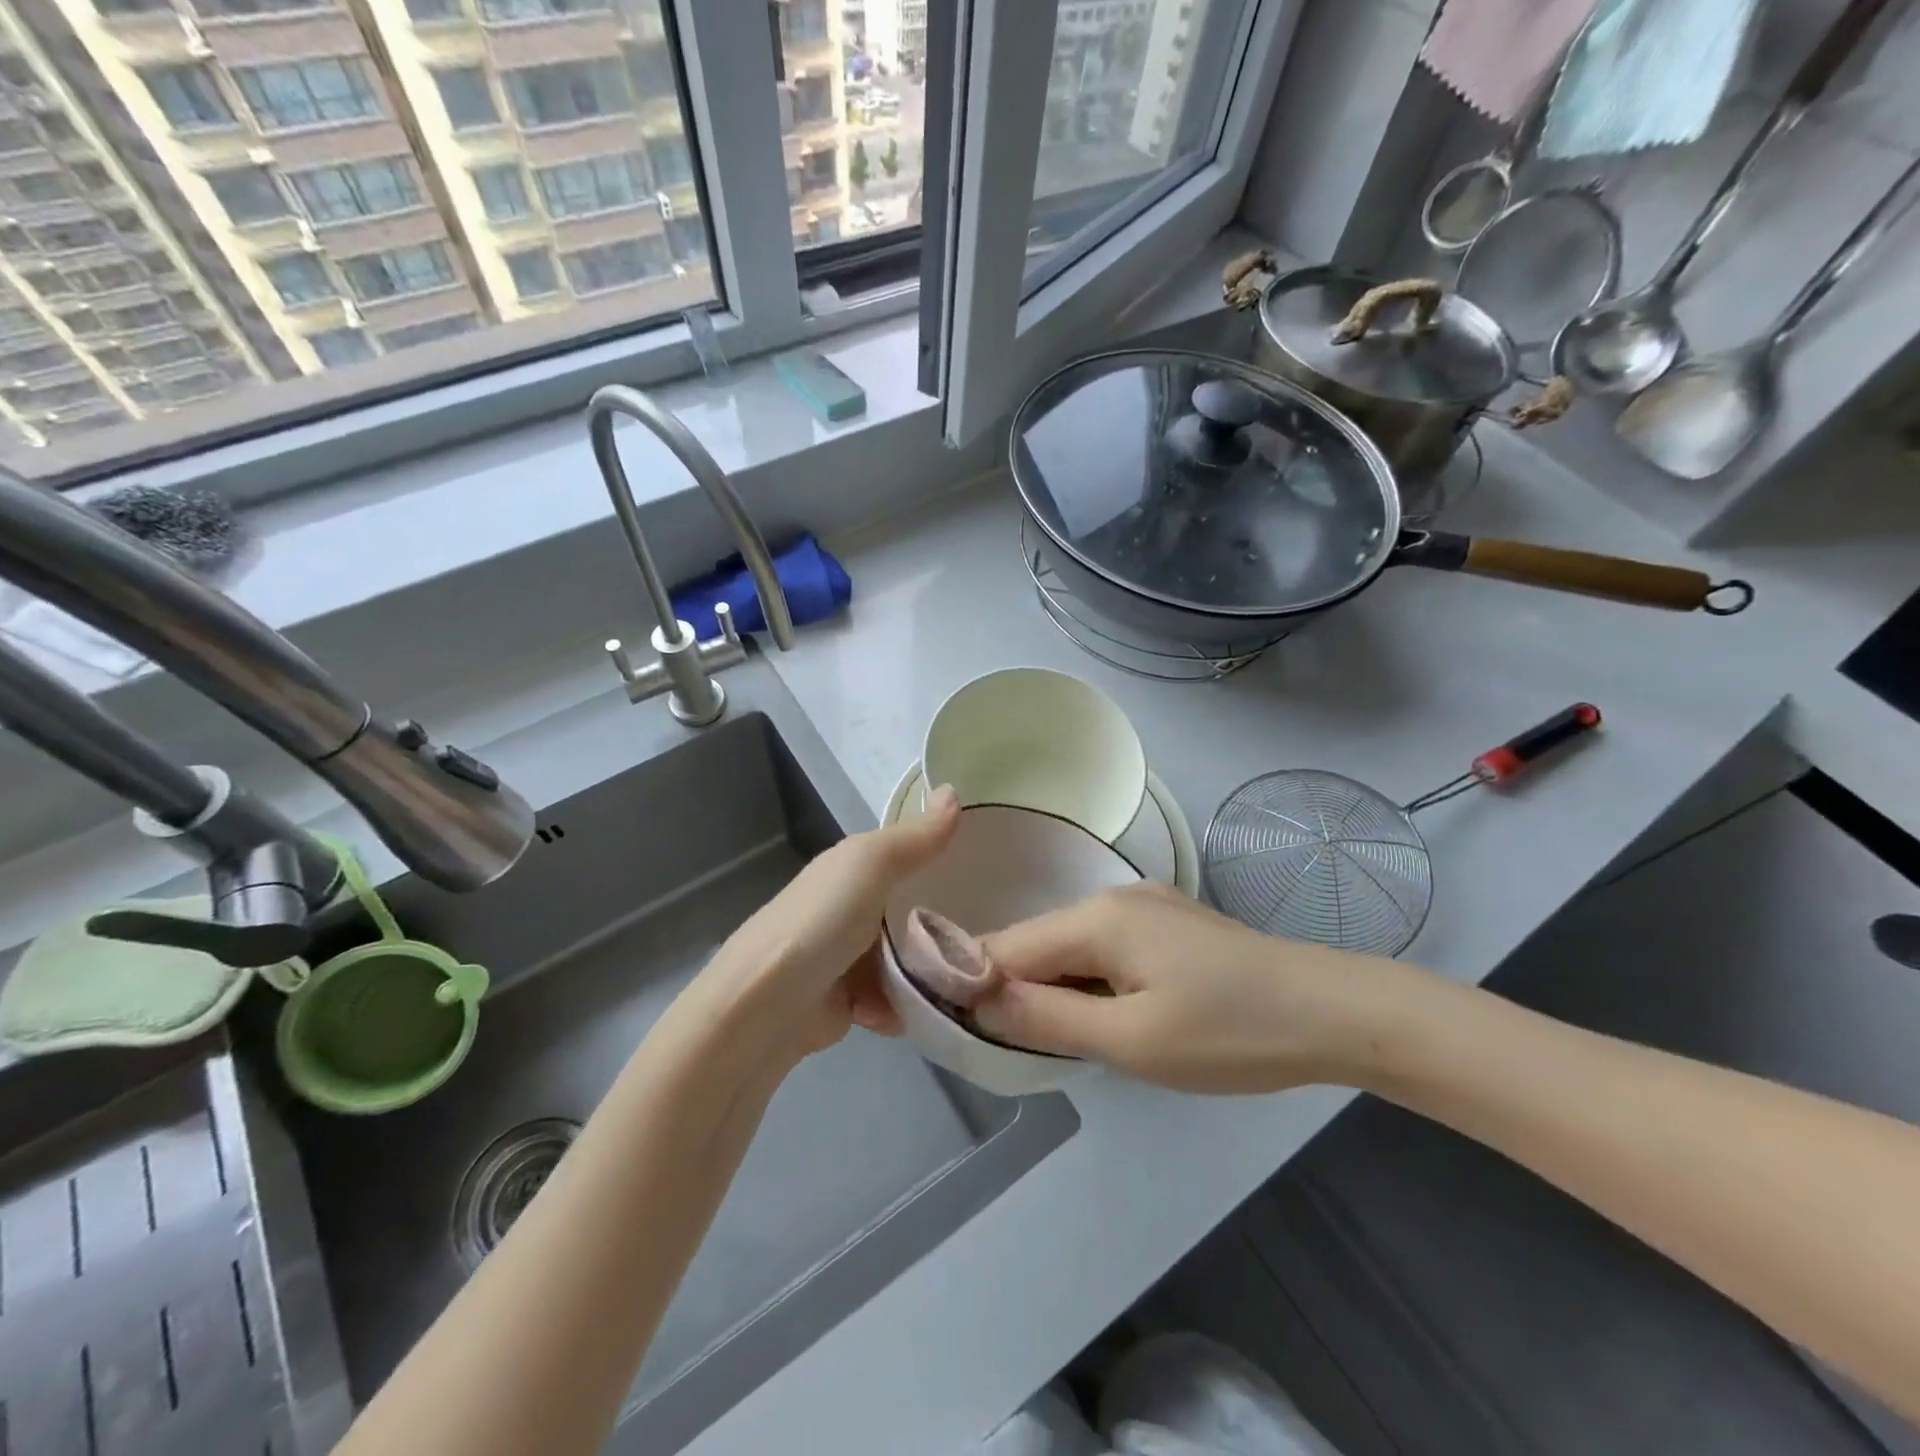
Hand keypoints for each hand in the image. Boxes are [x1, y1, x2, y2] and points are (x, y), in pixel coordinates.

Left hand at [697, 786, 960, 1061]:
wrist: (768, 1003)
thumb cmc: (823, 920)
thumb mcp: (872, 864)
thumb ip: (917, 836)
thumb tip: (954, 790)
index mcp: (851, 869)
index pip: (906, 856)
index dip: (942, 859)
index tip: (987, 871)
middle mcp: (850, 908)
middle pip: (911, 912)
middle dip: (941, 926)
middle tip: (985, 935)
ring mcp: (848, 957)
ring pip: (906, 960)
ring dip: (926, 974)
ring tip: (962, 980)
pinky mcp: (848, 1002)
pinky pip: (892, 1000)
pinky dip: (900, 1007)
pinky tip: (911, 1010)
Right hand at [973, 882, 1378, 1093]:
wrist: (1333, 1011)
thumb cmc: (1229, 1032)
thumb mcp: (1132, 1040)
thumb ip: (1047, 1019)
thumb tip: (978, 1000)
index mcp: (1097, 917)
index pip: (1006, 946)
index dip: (971, 982)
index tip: (949, 1024)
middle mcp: (1113, 898)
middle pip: (1037, 943)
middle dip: (1013, 989)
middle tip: (1004, 1048)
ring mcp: (1145, 906)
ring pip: (1072, 948)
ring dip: (1053, 989)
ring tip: (1053, 1039)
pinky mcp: (1169, 924)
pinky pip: (1106, 949)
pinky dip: (1089, 982)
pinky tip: (1106, 1015)